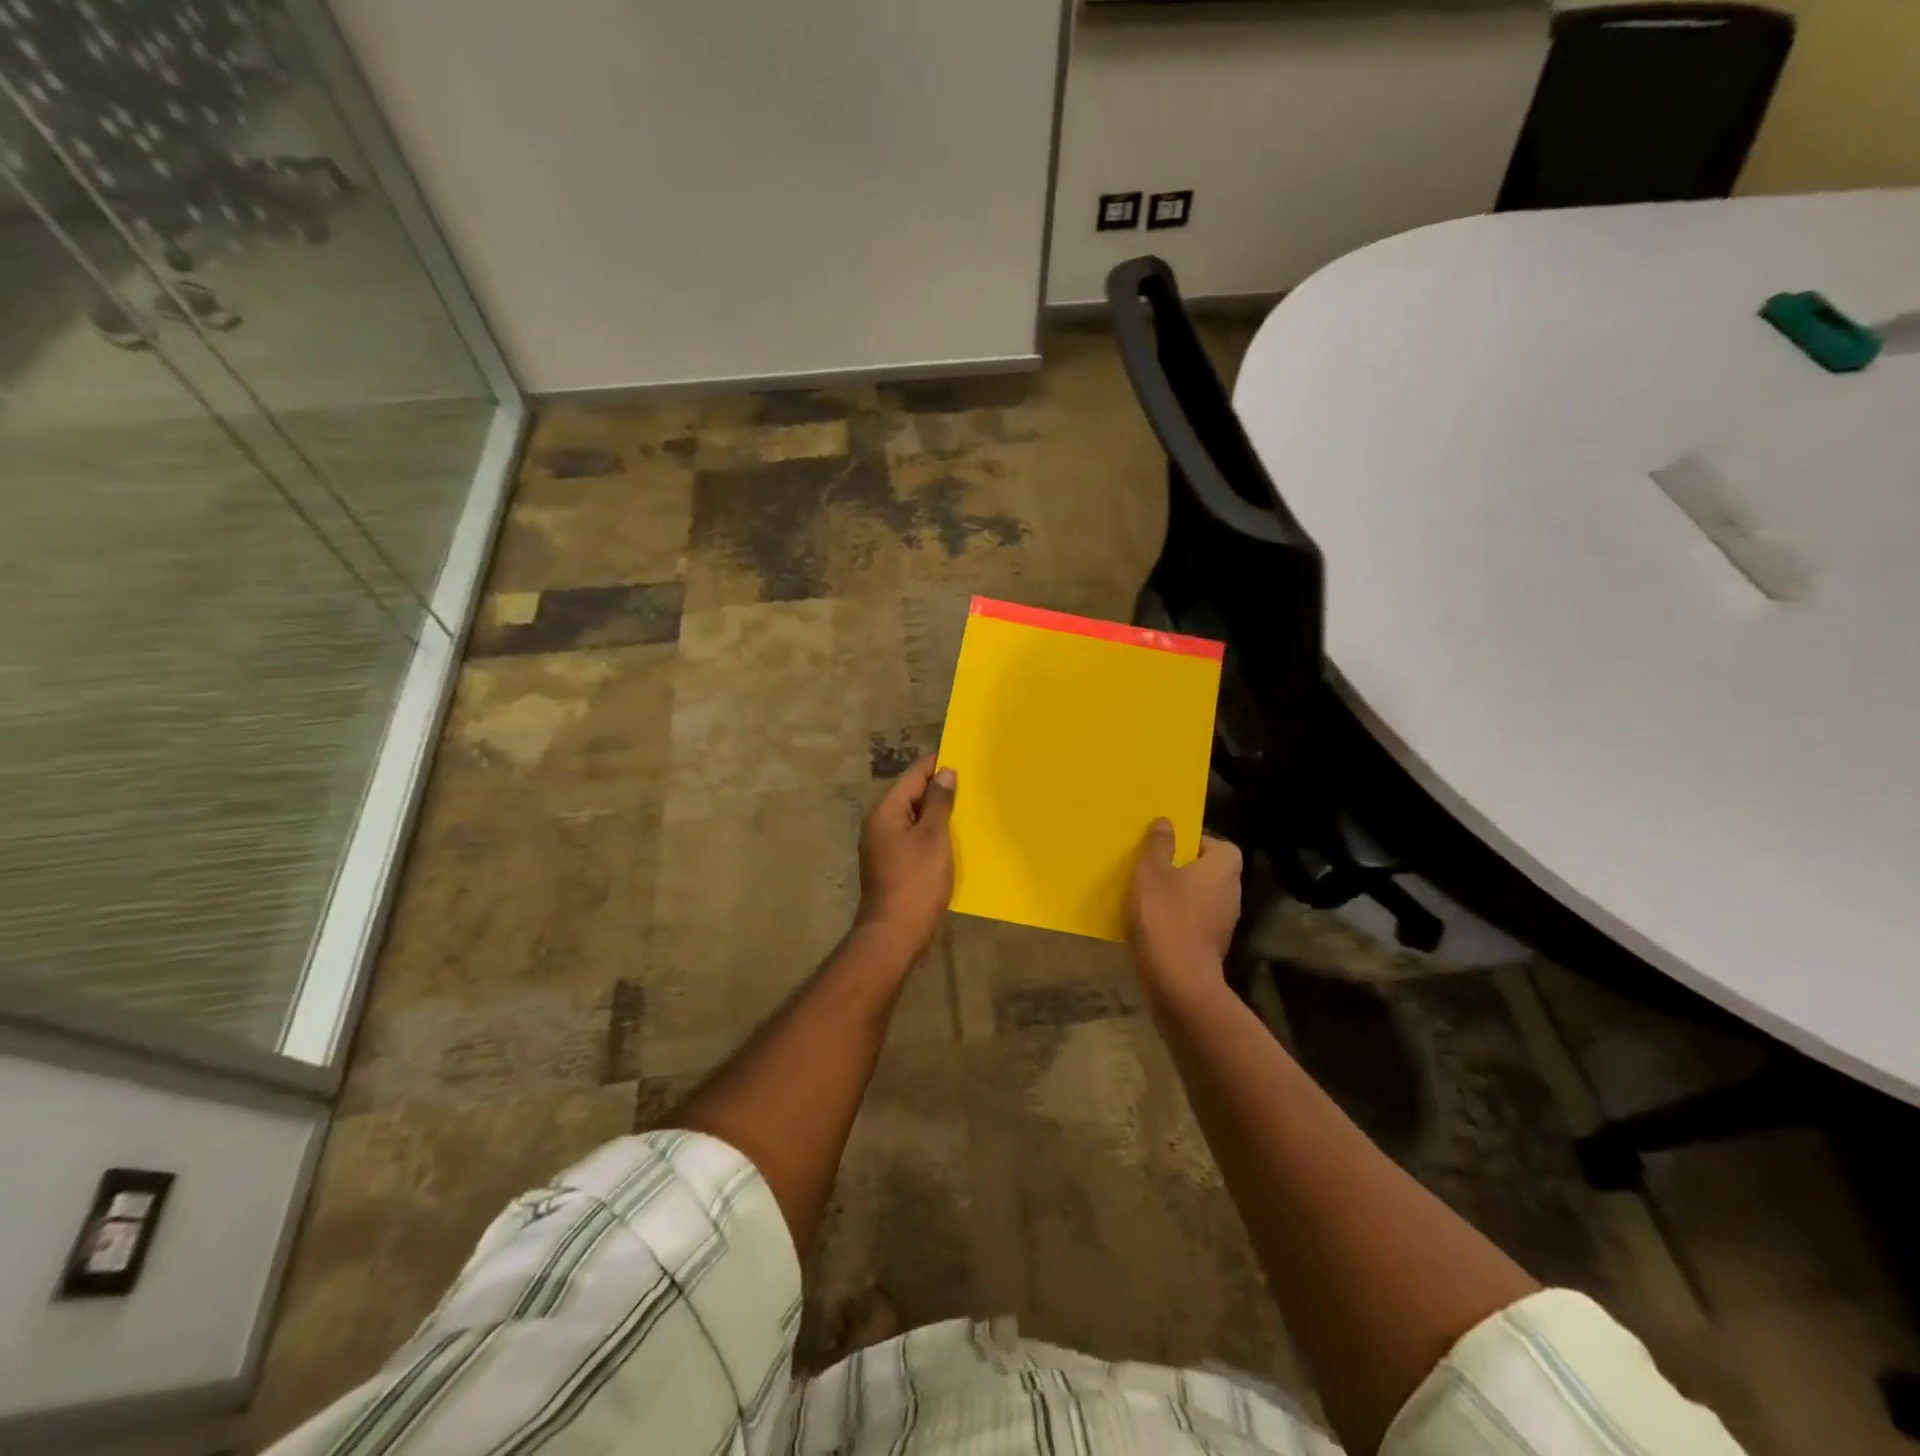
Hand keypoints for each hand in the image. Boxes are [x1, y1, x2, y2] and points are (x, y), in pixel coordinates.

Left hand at [856, 755, 956, 957]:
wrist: (895, 933)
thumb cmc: (916, 881)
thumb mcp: (933, 837)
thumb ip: (939, 802)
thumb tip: (945, 772)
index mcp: (885, 812)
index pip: (912, 776)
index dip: (936, 765)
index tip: (963, 759)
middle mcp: (878, 824)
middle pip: (910, 796)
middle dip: (938, 790)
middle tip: (970, 785)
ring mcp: (881, 846)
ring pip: (912, 819)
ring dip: (936, 813)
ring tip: (966, 809)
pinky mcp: (890, 865)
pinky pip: (912, 838)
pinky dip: (930, 834)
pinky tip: (951, 840)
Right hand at [1128, 820, 1242, 993]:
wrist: (1178, 981)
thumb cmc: (1165, 916)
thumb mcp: (1151, 872)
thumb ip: (1159, 845)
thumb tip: (1167, 822)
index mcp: (1223, 868)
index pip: (1220, 845)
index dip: (1196, 842)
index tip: (1169, 847)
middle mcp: (1232, 892)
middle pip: (1211, 871)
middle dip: (1185, 868)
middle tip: (1153, 868)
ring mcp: (1225, 922)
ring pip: (1202, 897)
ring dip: (1181, 895)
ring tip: (1149, 895)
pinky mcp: (1213, 946)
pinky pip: (1196, 921)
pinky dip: (1179, 919)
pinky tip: (1153, 924)